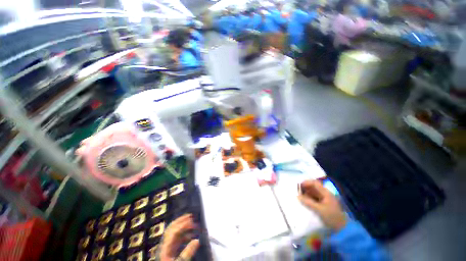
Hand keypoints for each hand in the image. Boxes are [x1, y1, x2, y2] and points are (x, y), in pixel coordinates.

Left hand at [160, 214, 199, 260]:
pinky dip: (183, 234)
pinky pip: (176, 238)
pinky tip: (190, 235)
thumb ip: (187, 253)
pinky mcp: (170, 250)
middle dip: (180, 221)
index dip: (183, 225)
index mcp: (165, 248)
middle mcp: (165, 245)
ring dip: (182, 225)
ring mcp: (167, 247)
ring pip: (173, 232)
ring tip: (191, 222)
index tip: (192, 222)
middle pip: (171, 229)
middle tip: (190, 216)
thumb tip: (197, 240)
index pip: (173, 232)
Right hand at [298, 180, 346, 230]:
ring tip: (299, 196)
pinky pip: (314, 198)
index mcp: (326, 193)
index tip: (298, 185)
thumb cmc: (332, 217)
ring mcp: (324, 199)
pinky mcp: (323, 205)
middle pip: (313, 187)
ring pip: (313, 193)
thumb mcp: (320, 210)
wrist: (342, 229)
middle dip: (305, 188)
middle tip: (296, 191)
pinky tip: (304, 201)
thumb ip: (308, 202)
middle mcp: (325, 194)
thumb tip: (297, 196)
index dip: (306, 182)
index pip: (315, 183)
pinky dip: (308, 198)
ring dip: (306, 193)